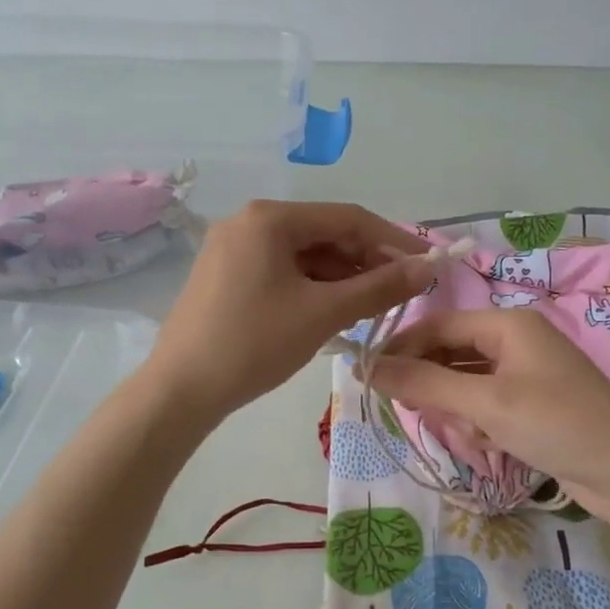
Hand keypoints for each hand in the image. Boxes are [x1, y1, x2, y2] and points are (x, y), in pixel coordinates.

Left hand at [145, 200, 430, 419]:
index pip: (348, 218)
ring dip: (341, 277)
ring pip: (303, 255)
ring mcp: (233, 248)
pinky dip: (312, 287)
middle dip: (366, 261)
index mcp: (270, 218)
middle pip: (324, 234)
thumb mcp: (323, 313)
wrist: (180, 390)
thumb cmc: (254, 343)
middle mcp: (249, 222)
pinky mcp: (225, 274)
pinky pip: (282, 271)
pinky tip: (333, 311)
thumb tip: (427, 268)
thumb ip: (379, 287)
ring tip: (372, 307)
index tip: (428, 264)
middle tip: (401, 292)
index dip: (394, 240)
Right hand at [368, 308, 609, 520]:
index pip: (438, 325)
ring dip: (460, 410)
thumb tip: (368, 367)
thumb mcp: (486, 403)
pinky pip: (487, 405)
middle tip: (421, 414)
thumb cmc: (557, 424)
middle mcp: (516, 341)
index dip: (401, 348)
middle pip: (451, 353)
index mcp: (508, 324)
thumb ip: (426, 383)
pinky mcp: (532, 404)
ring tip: (476, 435)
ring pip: (466, 383)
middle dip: (435, 385)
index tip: (369, 377)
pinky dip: (481, 423)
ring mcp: (526, 374)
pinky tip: (493, 444)